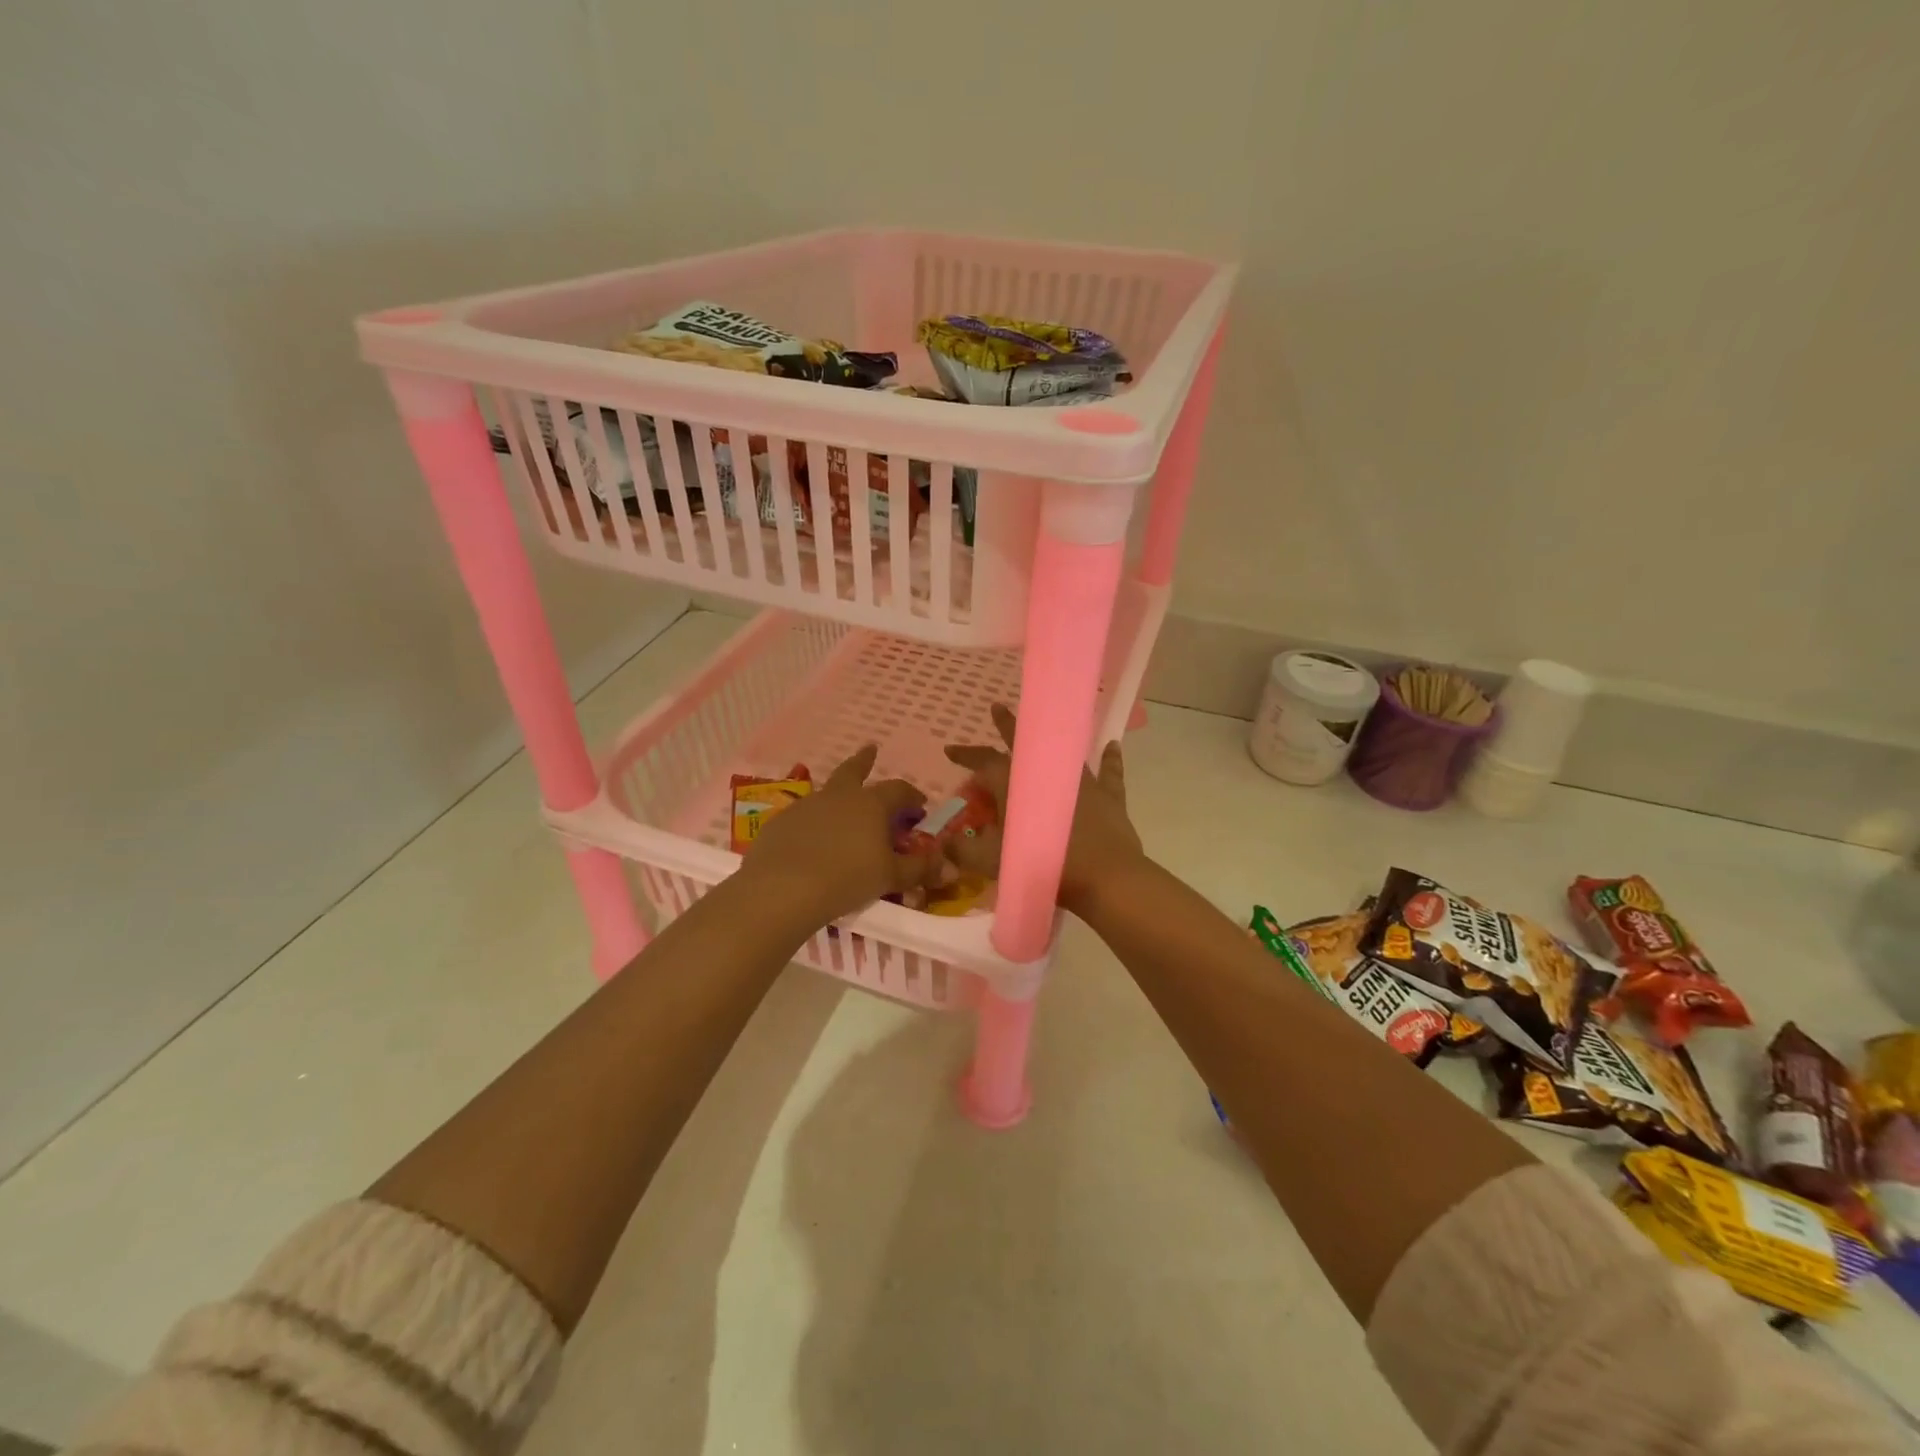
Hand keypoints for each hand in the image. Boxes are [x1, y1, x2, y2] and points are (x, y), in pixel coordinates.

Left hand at [740, 746, 934, 923]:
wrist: (783, 889)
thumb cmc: (848, 878)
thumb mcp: (891, 877)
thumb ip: (920, 869)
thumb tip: (951, 867)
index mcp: (871, 803)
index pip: (899, 790)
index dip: (912, 796)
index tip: (920, 806)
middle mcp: (839, 796)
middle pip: (854, 770)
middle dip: (864, 761)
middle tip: (870, 750)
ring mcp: (806, 806)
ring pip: (827, 793)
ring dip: (838, 797)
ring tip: (843, 812)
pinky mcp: (781, 822)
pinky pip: (804, 817)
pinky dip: (813, 823)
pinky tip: (812, 842)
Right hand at [944, 703, 1144, 914]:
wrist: (1102, 877)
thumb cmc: (1042, 864)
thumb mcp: (992, 861)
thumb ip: (964, 849)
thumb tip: (945, 842)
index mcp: (1015, 783)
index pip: (983, 762)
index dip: (966, 755)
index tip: (950, 750)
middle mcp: (1048, 771)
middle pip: (1024, 743)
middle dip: (1007, 725)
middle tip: (997, 708)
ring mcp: (1081, 780)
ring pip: (1063, 751)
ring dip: (1051, 739)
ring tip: (1044, 727)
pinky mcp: (1108, 795)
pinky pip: (1109, 772)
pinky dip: (1110, 759)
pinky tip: (1112, 745)